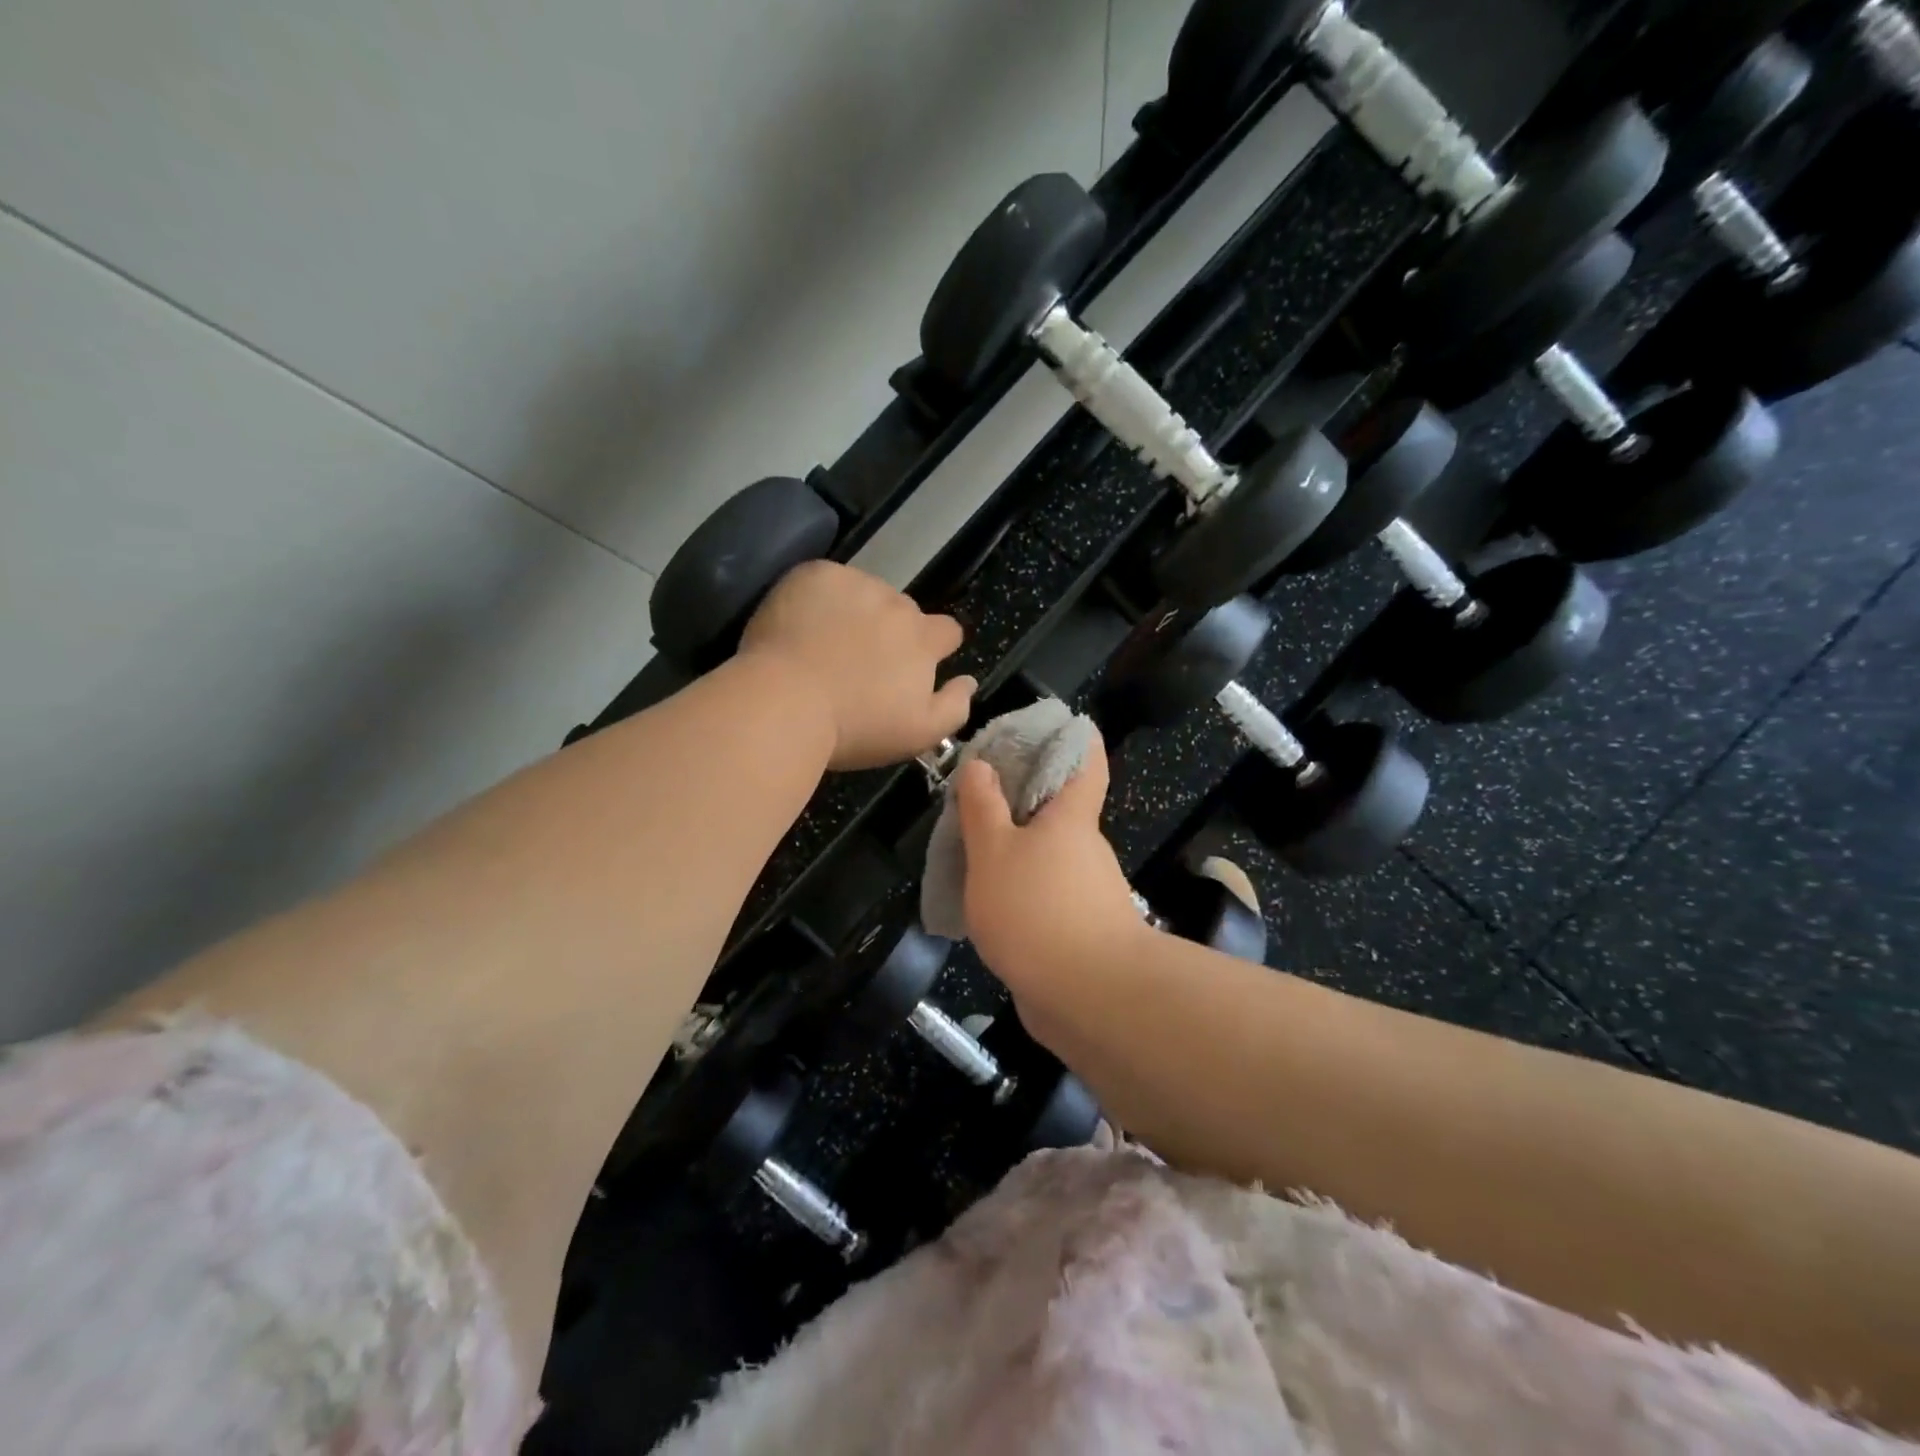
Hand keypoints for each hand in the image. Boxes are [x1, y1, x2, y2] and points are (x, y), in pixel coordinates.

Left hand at [740, 561, 974, 770]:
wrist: (784, 704)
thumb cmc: (854, 728)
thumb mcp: (918, 735)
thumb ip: (955, 707)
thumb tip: (969, 681)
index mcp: (923, 639)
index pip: (947, 630)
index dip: (933, 647)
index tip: (909, 666)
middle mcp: (896, 603)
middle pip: (903, 611)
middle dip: (889, 631)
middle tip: (857, 662)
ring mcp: (855, 584)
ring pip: (864, 593)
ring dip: (855, 611)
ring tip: (824, 644)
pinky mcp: (815, 575)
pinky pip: (826, 581)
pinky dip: (818, 599)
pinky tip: (800, 627)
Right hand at [954, 735, 1147, 1013]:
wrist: (1090, 998)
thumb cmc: (1037, 909)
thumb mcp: (994, 852)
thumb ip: (982, 808)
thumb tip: (981, 764)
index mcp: (1072, 817)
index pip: (1085, 759)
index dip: (1072, 735)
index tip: (1043, 725)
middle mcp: (1085, 847)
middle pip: (1059, 807)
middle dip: (1022, 797)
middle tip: (975, 795)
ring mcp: (1087, 891)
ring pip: (1048, 854)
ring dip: (1015, 848)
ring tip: (967, 850)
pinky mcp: (1079, 929)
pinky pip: (1044, 894)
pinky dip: (1019, 889)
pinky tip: (985, 902)